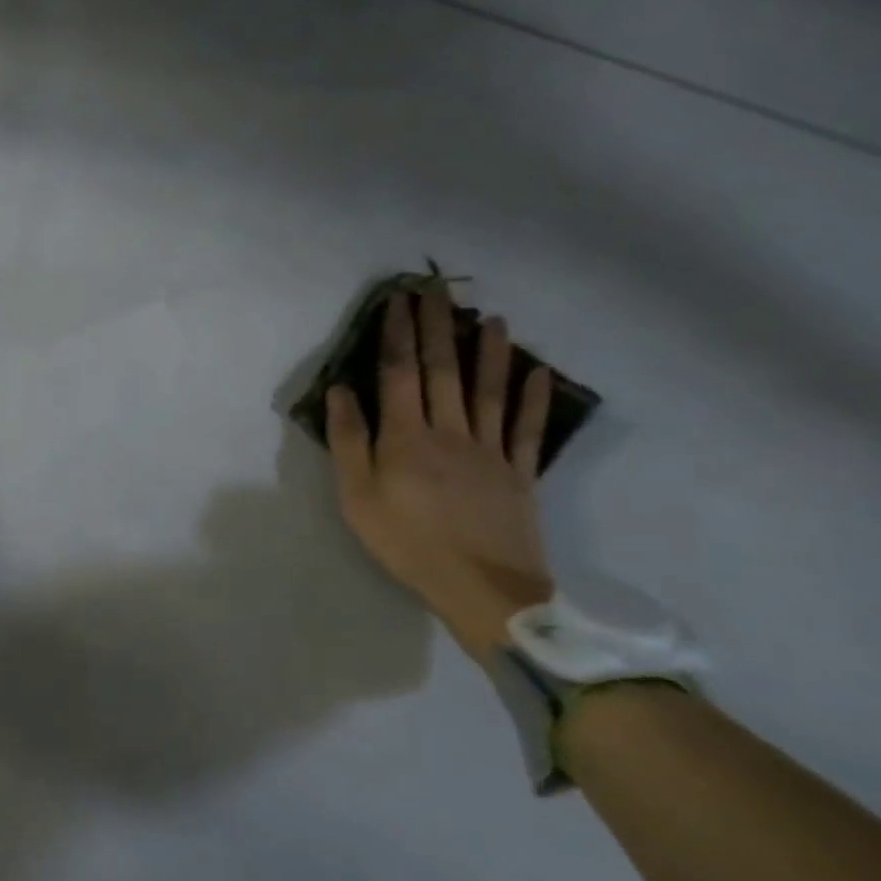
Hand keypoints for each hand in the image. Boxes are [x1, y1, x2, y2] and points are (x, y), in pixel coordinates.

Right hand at [327, 283, 555, 661]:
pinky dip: (533, 398)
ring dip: (490, 352)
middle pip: (444, 370)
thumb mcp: (356, 496)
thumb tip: (341, 389)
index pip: (399, 373)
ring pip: (489, 391)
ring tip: (492, 319)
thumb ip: (349, 440)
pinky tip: (539, 373)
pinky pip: (526, 428)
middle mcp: (450, 432)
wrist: (482, 589)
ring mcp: (490, 451)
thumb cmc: (405, 542)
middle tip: (438, 291)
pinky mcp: (519, 472)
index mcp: (406, 437)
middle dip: (438, 327)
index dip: (397, 334)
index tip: (397, 301)